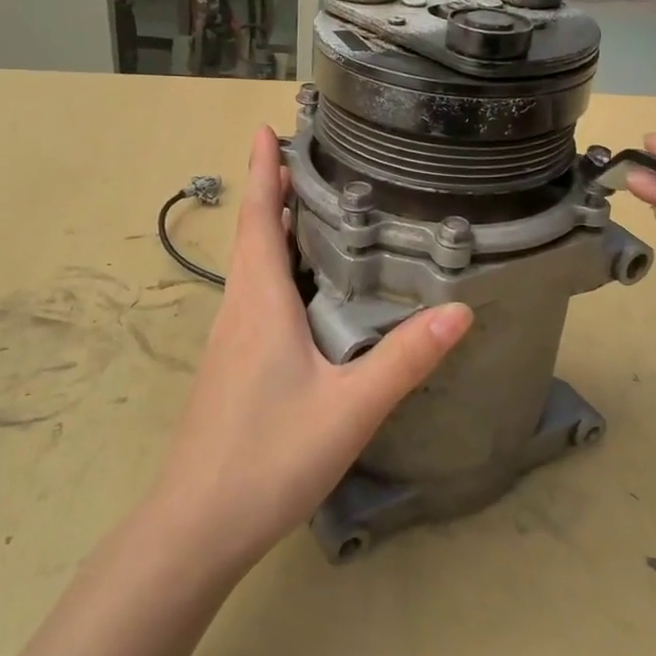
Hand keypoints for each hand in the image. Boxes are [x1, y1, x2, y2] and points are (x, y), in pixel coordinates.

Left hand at [146, 128, 473, 573]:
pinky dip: (275, 272)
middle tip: (313, 162)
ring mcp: (227, 342)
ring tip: (314, 212)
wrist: (196, 527)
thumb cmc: (268, 458)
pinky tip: (304, 292)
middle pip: (252, 237)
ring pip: (251, 270)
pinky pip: (253, 299)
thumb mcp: (349, 408)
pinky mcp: (229, 368)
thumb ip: (404, 359)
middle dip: (273, 193)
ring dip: (273, 231)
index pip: (257, 220)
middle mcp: (237, 312)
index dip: (261, 172)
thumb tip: (460, 311)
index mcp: (259, 304)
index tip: (264, 129)